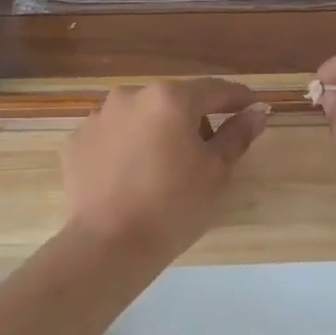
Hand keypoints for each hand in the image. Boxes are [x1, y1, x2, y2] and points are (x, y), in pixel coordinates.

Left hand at [60, 80, 269, 265]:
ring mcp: (98, 116)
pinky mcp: (77, 141)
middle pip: (174, 101)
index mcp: (170, 98)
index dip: (237, 98)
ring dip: (156, 132)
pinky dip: (126, 148)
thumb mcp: (216, 171)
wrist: (108, 245)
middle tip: (204, 155)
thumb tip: (258, 111)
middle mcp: (131, 95)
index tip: (252, 107)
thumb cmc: (174, 206)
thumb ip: (238, 134)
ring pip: (140, 117)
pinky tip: (131, 178)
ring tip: (162, 170)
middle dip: (192, 120)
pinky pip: (112, 136)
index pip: (214, 89)